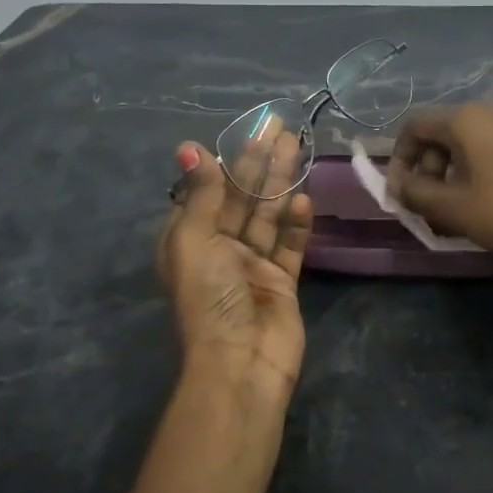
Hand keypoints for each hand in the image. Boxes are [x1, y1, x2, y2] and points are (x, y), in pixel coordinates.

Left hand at [156, 132, 312, 405]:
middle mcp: (219, 249)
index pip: (209, 190)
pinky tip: (304, 200)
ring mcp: (252, 266)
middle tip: (281, 127)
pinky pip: (290, 246)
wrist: (241, 364)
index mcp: (189, 240)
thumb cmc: (209, 297)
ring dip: (282, 183)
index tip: (248, 133)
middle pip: (242, 197)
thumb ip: (201, 193)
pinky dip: (297, 224)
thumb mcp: (195, 240)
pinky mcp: (282, 282)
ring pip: (269, 215)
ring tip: (298, 147)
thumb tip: (188, 147)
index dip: (228, 161)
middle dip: (260, 163)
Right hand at [386, 104, 492, 276]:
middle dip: (426, 168)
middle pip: (441, 132)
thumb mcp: (452, 208)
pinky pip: (491, 145)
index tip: (400, 192)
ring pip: (466, 140)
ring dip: (450, 170)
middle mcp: (489, 109)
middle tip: (427, 204)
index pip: (413, 126)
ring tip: (454, 206)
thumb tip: (398, 186)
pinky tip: (483, 197)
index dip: (399, 159)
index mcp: (465, 118)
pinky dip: (476, 166)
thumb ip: (415, 193)